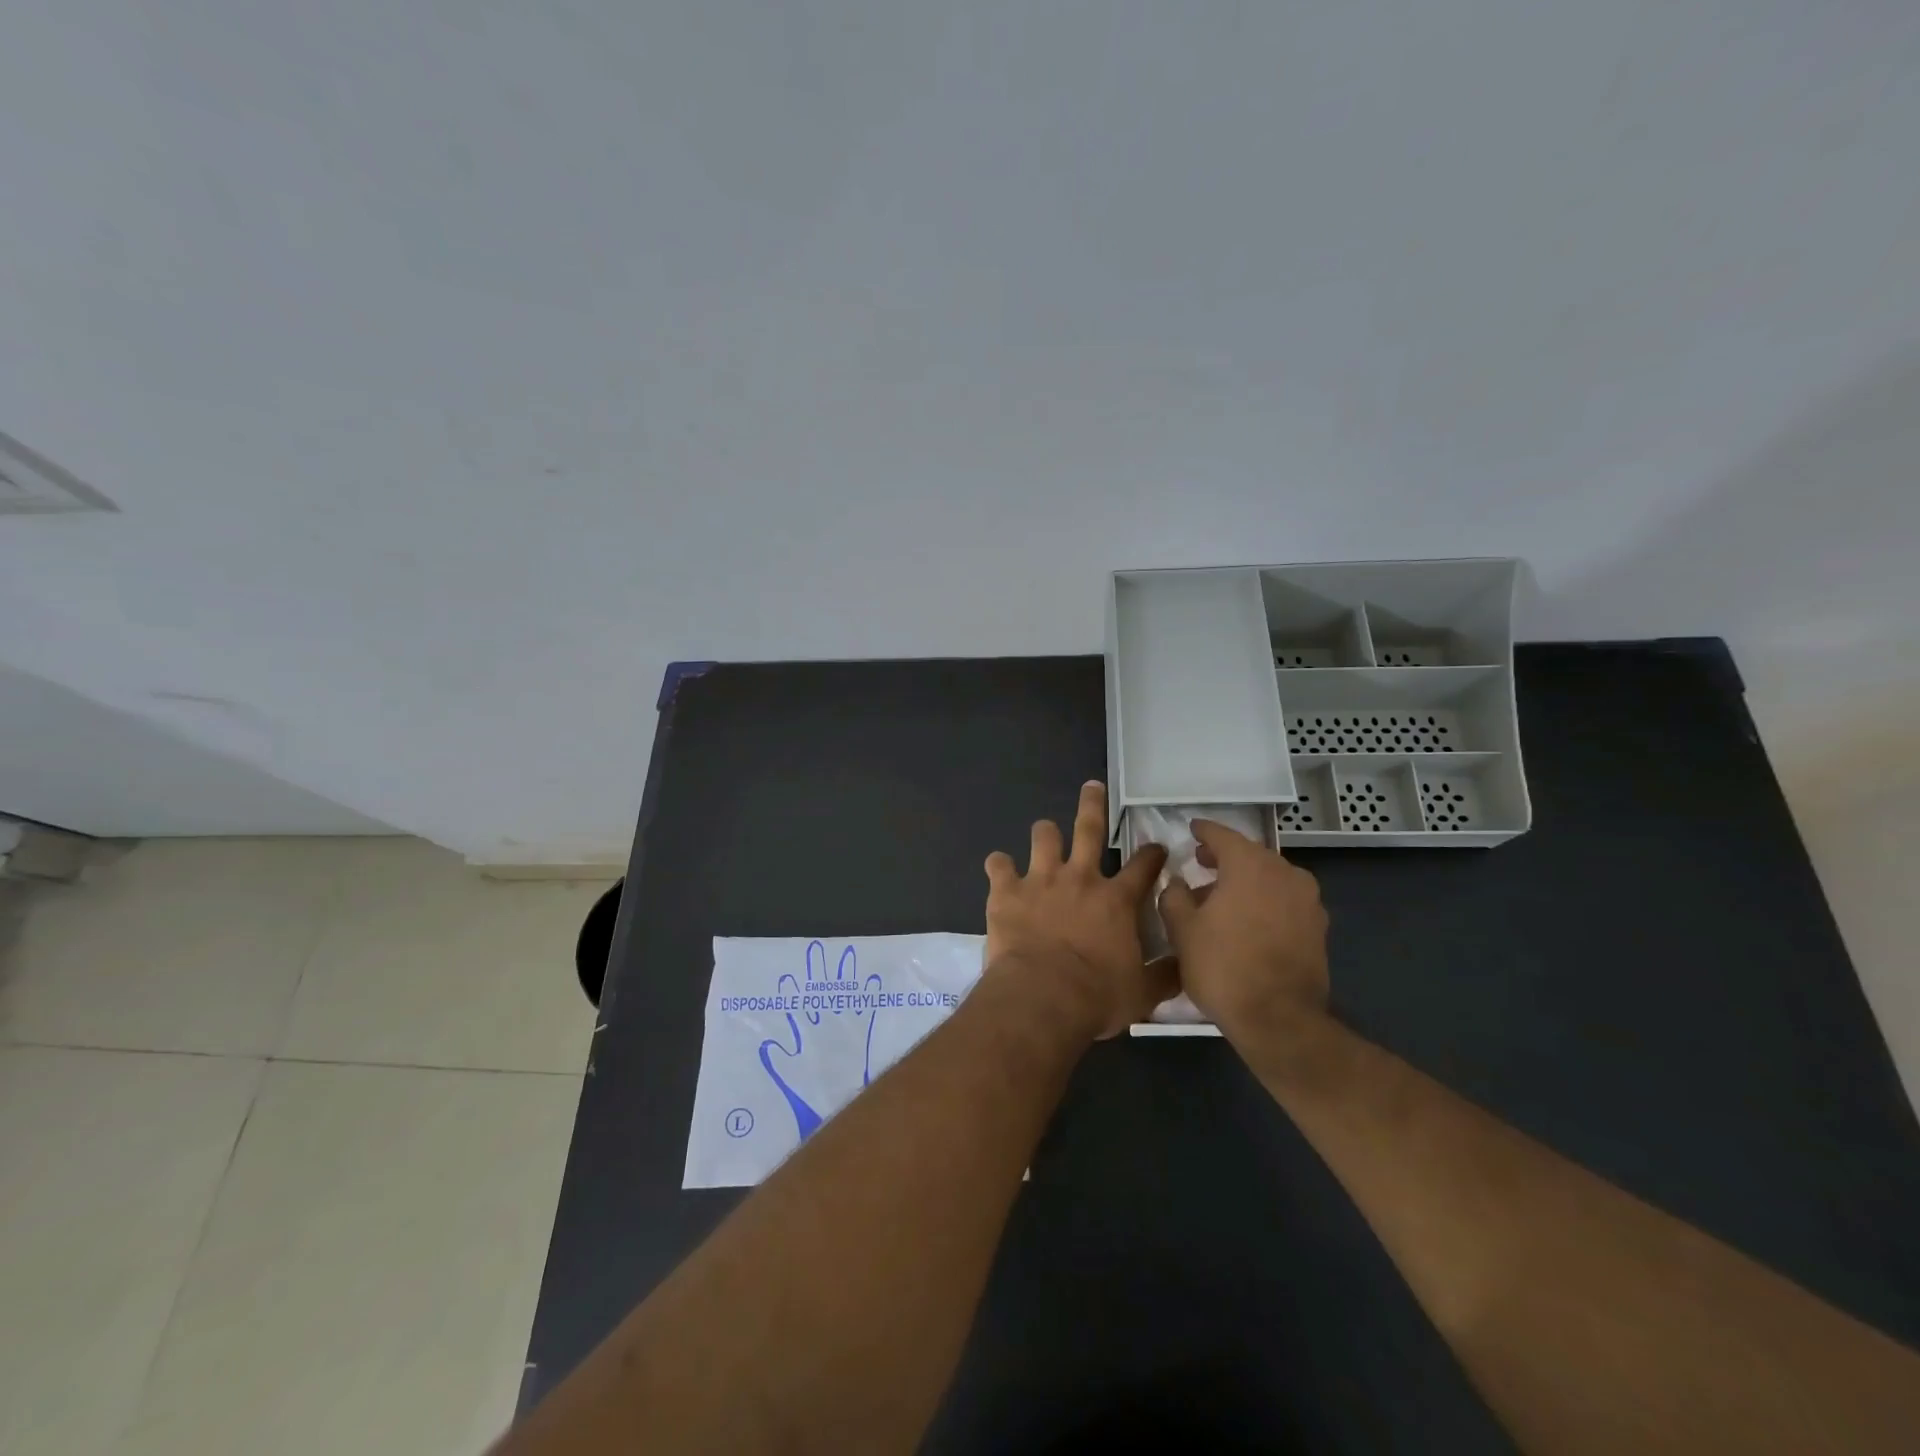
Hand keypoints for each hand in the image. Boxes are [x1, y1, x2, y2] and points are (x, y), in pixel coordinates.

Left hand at [983, 782, 1171, 1038]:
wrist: (1043, 997)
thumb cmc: (1097, 996)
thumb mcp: (1143, 992)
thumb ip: (1165, 975)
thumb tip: (1186, 967)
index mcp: (1117, 900)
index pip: (1143, 867)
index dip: (1152, 854)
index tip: (1156, 847)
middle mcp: (1081, 878)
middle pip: (1090, 829)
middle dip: (1093, 804)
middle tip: (1092, 786)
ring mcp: (1041, 880)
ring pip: (1044, 837)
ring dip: (1045, 833)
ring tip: (1045, 832)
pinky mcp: (1007, 891)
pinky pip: (998, 864)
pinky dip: (999, 865)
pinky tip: (999, 868)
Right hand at [1158, 818, 1328, 1037]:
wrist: (1279, 1020)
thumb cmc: (1223, 966)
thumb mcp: (1182, 929)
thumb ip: (1175, 896)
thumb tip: (1179, 884)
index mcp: (1250, 864)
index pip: (1222, 835)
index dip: (1203, 831)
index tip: (1191, 829)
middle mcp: (1285, 873)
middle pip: (1249, 855)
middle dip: (1224, 858)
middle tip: (1200, 863)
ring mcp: (1308, 901)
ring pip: (1269, 878)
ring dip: (1245, 881)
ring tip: (1220, 898)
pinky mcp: (1318, 928)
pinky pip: (1284, 901)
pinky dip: (1264, 902)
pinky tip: (1246, 922)